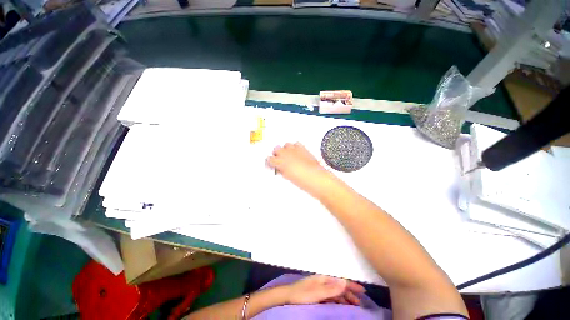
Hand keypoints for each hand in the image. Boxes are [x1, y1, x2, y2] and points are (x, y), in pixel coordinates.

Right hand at [267, 142, 333, 197]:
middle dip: (277, 154)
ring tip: (289, 156)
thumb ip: (282, 170)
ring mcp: (294, 149)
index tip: (272, 164)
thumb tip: (280, 169)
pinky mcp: (302, 148)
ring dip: (286, 149)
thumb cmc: (301, 179)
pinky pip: (296, 144)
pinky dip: (295, 147)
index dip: (270, 162)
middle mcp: (285, 153)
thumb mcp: (287, 176)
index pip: (269, 159)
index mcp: (279, 161)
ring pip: (286, 145)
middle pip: (276, 149)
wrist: (314, 177)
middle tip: (280, 160)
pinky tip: (297, 152)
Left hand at [284, 275, 365, 305]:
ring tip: (354, 305)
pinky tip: (341, 304)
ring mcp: (320, 288)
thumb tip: (345, 281)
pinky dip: (338, 300)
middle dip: (350, 293)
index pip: (340, 281)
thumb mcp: (318, 293)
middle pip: (339, 287)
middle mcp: (323, 281)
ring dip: (345, 297)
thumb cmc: (303, 294)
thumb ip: (331, 288)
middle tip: (360, 302)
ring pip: (336, 292)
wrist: (288, 297)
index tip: (363, 290)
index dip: (351, 285)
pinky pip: (331, 297)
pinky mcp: (317, 294)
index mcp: (324, 279)